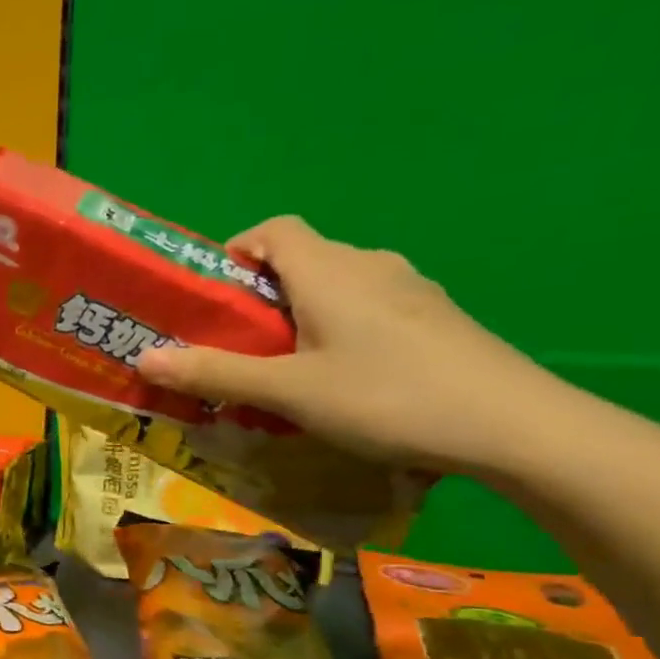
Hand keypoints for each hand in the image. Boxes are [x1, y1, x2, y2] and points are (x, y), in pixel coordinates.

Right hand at [135, 216, 574, 475]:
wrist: (516, 427)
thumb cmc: (387, 397)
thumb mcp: (287, 392)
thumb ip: (214, 373)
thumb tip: (143, 358)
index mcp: (330, 270)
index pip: (273, 231)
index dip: (236, 253)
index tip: (213, 298)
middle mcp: (370, 265)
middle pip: (301, 260)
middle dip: (259, 296)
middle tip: (235, 346)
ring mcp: (411, 290)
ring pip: (336, 286)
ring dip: (298, 316)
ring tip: (282, 368)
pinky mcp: (436, 318)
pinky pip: (368, 308)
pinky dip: (337, 329)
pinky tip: (341, 379)